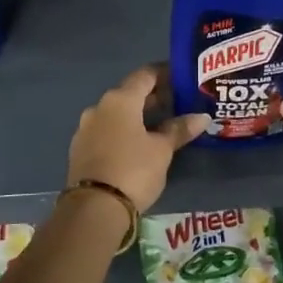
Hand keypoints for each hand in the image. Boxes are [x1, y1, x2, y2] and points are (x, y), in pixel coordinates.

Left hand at [67, 66, 209, 213]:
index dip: (165, 73)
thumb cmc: (133, 170)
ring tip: (160, 125)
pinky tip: (137, 144)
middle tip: (177, 103)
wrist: (93, 209)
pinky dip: (123, 131)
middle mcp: (99, 107)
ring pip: (116, 113)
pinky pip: (106, 131)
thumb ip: (179, 129)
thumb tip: (202, 117)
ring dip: (136, 115)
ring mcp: (85, 128)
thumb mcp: (162, 150)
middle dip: (152, 97)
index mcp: (120, 100)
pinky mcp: (80, 149)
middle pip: (129, 93)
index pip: (145, 75)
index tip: (182, 78)